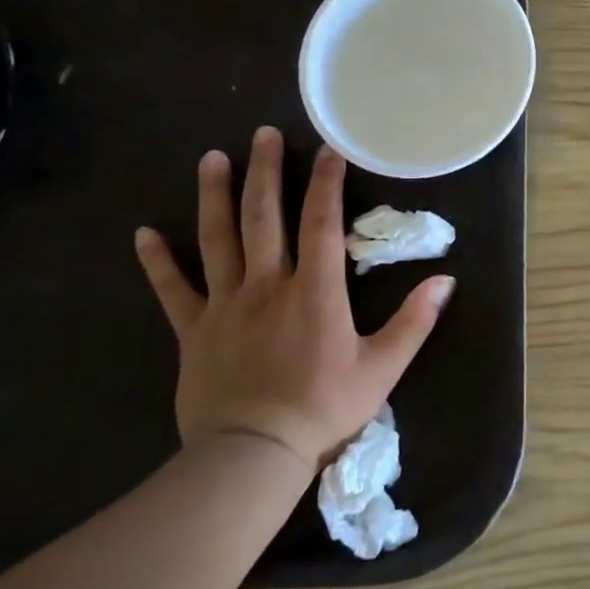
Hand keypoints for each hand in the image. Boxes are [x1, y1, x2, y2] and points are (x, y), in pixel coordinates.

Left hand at [133, 126, 454, 471]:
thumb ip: (414, 321)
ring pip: (217, 240)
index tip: (328, 150)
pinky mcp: (194, 331)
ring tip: (212, 158)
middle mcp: (267, 285)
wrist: (252, 454)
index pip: (321, 224)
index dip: (326, 184)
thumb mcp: (382, 367)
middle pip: (264, 218)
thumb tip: (446, 281)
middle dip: (265, 172)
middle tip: (262, 134)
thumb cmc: (324, 407)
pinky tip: (143, 233)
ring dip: (215, 197)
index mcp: (314, 291)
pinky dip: (157, 261)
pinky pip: (172, 290)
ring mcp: (225, 306)